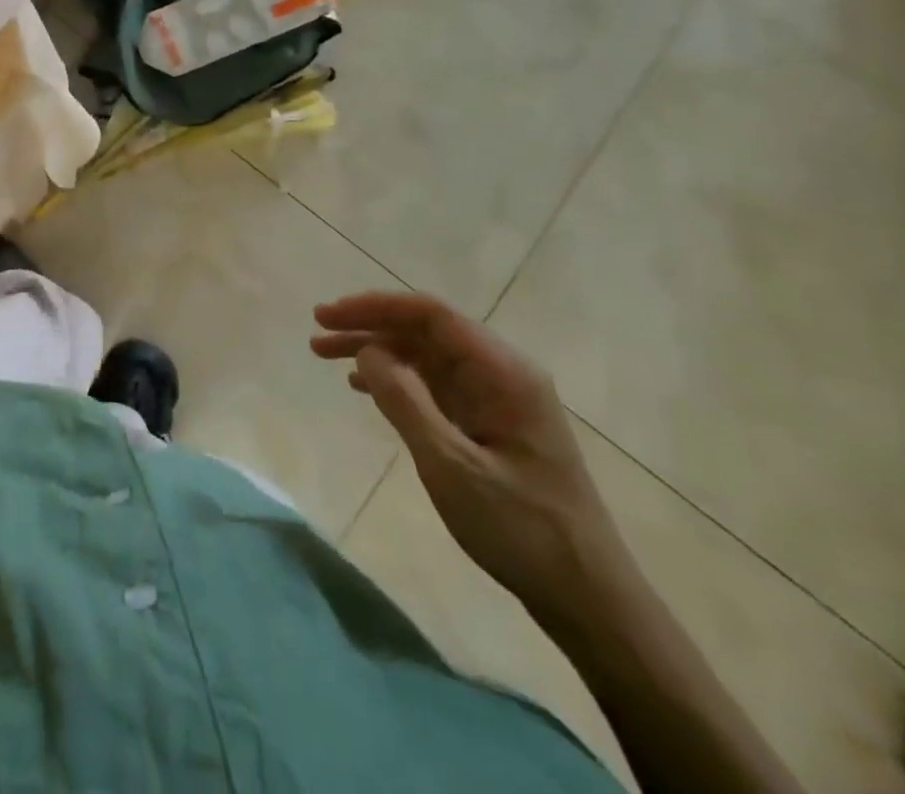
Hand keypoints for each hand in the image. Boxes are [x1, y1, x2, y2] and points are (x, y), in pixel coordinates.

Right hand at [312, 292, 622, 623]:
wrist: (587, 598)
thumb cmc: (521, 528)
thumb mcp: (452, 466)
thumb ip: (405, 401)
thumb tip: (366, 350)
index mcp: (503, 372)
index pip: (431, 315)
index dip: (375, 307)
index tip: (328, 315)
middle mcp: (501, 374)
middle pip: (424, 331)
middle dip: (368, 326)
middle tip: (316, 334)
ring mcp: (495, 399)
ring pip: (424, 356)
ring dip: (376, 351)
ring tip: (324, 355)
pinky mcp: (488, 424)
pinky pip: (433, 384)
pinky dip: (394, 379)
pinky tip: (362, 387)